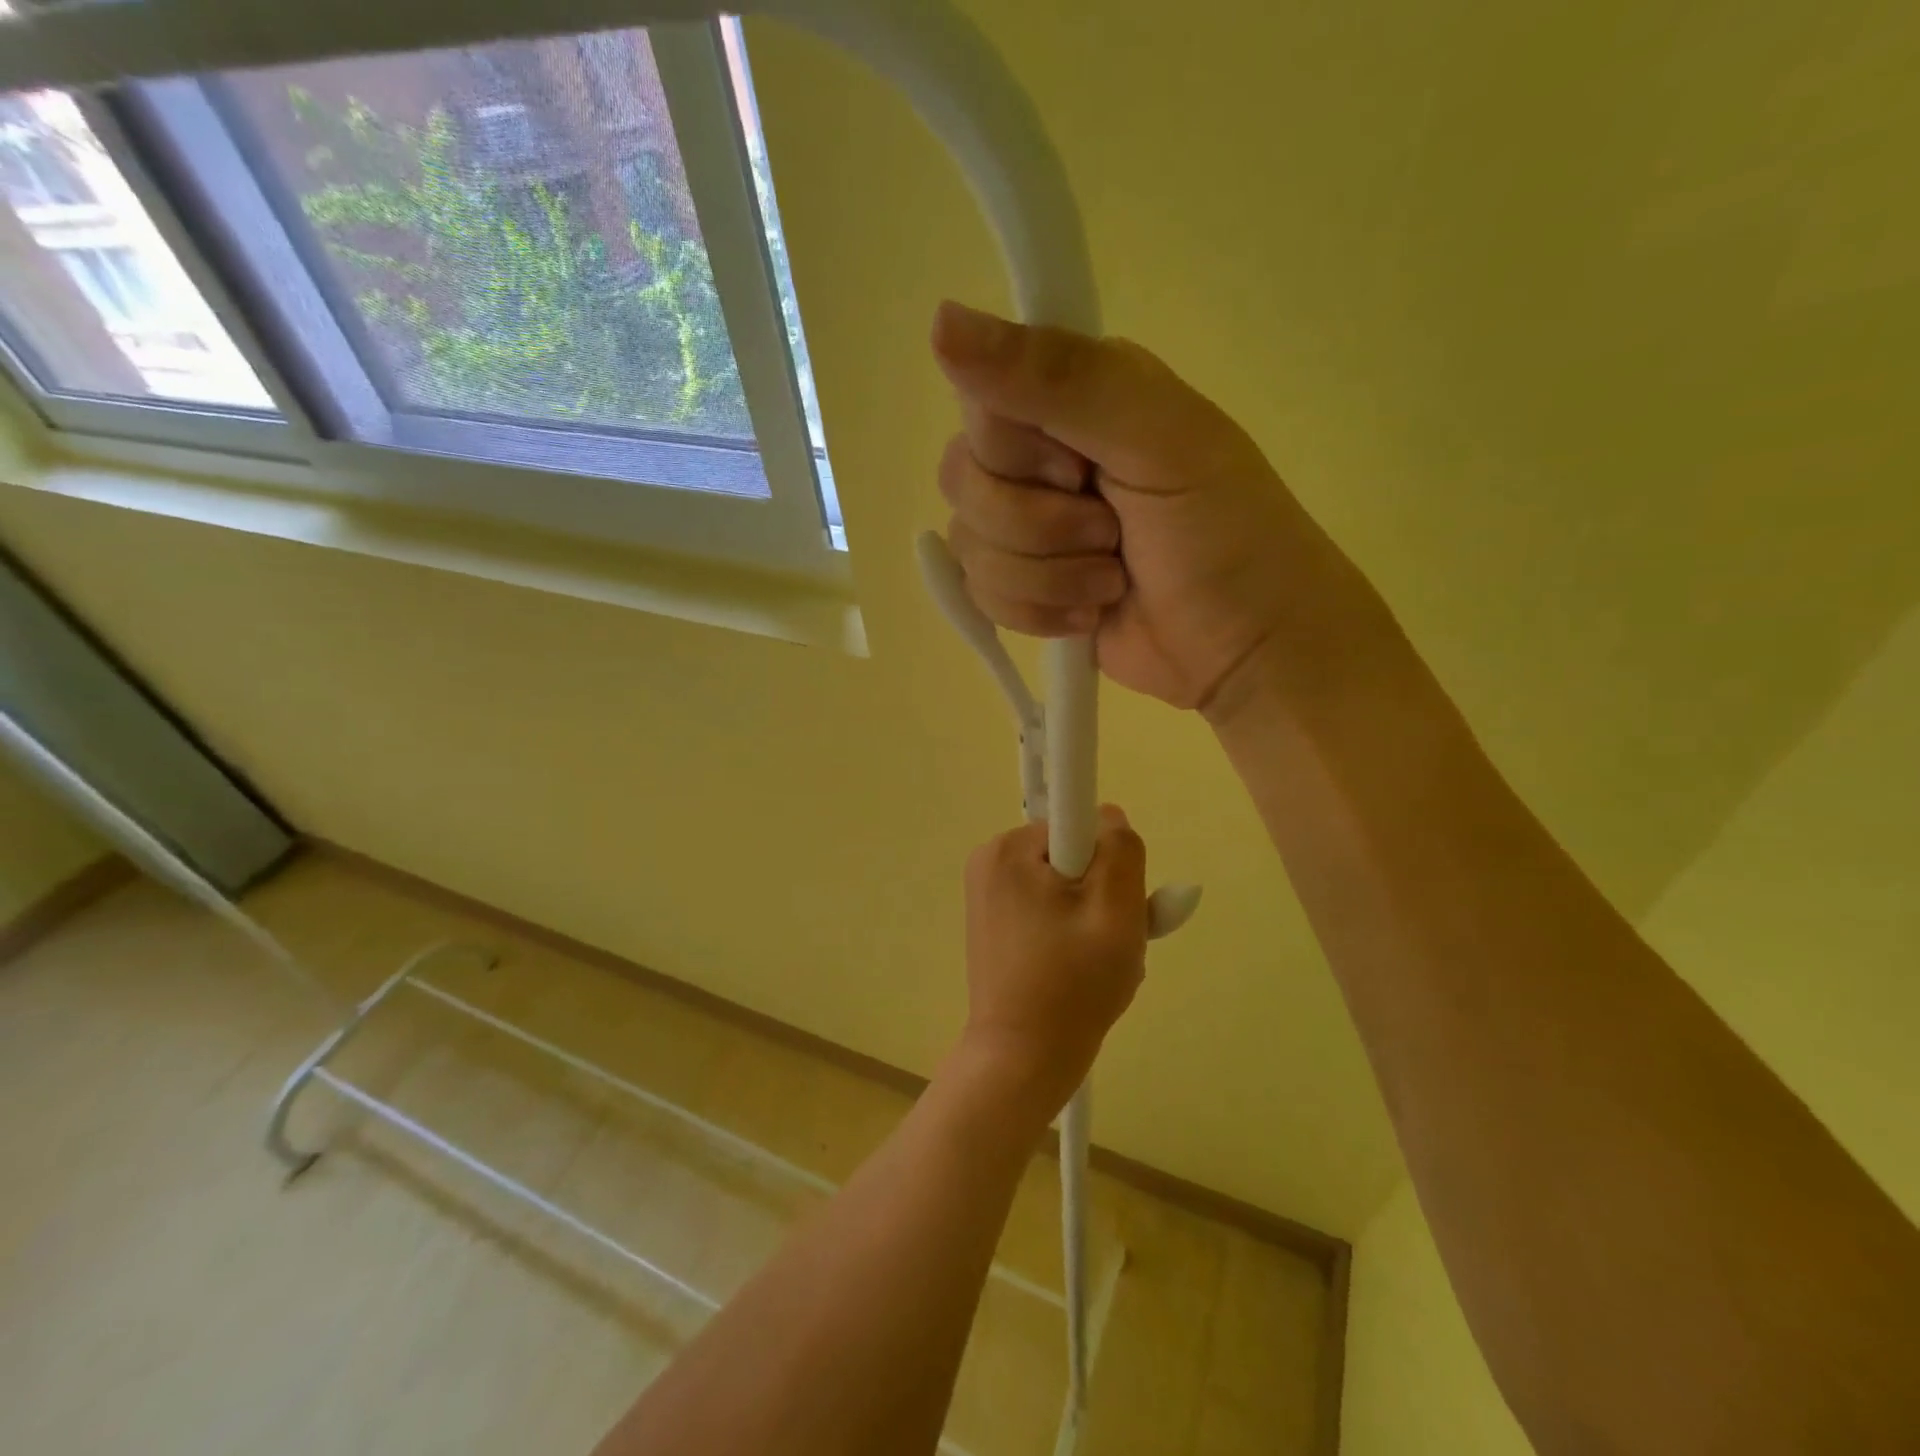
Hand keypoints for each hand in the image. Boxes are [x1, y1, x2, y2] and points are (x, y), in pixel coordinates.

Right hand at [932, 301, 1344, 719]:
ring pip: (971, 545)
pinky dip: (1039, 613)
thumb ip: (1060, 379)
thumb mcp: (1160, 440)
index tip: (1082, 471)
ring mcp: (1029, 529)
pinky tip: (1090, 615)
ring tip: (1113, 581)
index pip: (980, 403)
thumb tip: (936, 321)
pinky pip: (980, 595)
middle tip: (1113, 532)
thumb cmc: (1225, 537)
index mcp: (1076, 397)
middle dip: (1039, 525)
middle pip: (964, 479)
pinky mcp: (1025, 588)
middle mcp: (1042, 455)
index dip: (1017, 452)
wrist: (1246, 647)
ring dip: (1049, 576)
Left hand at [961, 807, 1147, 1113]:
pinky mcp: (994, 918)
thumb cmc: (1072, 988)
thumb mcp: (1116, 913)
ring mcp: (988, 890)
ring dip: (1094, 917)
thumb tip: (1110, 815)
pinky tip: (1077, 968)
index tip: (1108, 909)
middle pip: (1076, 855)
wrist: (1021, 1060)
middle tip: (1111, 943)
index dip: (1110, 863)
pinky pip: (1050, 906)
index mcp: (1009, 849)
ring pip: (1068, 884)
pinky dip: (1073, 930)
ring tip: (1096, 963)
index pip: (1083, 824)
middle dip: (1104, 895)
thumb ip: (1121, 851)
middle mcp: (991, 859)